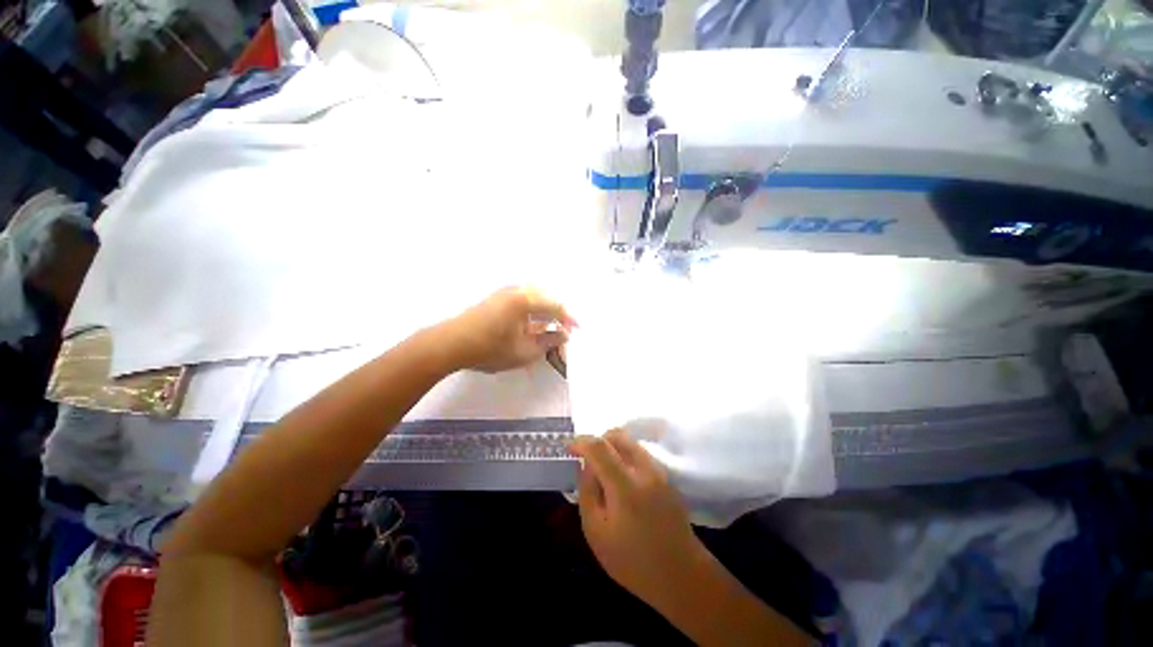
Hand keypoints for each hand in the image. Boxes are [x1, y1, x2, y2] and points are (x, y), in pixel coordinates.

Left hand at [440, 286, 574, 372]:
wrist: (450, 344)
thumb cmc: (489, 349)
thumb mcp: (524, 351)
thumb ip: (548, 342)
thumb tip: (564, 334)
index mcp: (526, 299)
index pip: (556, 306)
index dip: (569, 318)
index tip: (576, 330)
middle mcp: (517, 289)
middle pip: (547, 296)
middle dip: (558, 313)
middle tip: (564, 329)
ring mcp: (505, 291)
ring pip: (535, 295)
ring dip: (545, 309)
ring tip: (550, 326)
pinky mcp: (497, 297)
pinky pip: (523, 297)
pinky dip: (533, 308)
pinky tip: (532, 322)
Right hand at [570, 429, 707, 609]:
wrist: (681, 574)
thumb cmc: (633, 561)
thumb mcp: (596, 532)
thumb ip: (587, 493)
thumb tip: (585, 466)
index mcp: (625, 486)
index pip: (599, 447)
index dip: (581, 441)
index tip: (569, 448)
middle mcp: (644, 470)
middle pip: (618, 435)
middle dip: (598, 440)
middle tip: (587, 458)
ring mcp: (659, 471)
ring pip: (630, 442)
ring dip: (612, 448)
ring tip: (604, 471)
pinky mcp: (667, 477)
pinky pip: (640, 454)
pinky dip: (625, 456)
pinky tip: (621, 480)